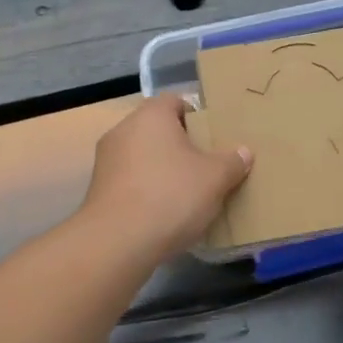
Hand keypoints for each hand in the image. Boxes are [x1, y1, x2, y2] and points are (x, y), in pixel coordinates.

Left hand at [79, 95, 251, 262]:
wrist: (118, 242)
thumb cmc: (171, 196)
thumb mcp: (215, 179)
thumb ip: (232, 162)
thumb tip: (243, 152)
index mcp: (151, 115)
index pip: (176, 101)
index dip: (198, 116)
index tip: (216, 136)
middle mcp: (123, 129)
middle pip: (159, 130)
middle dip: (182, 145)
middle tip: (208, 164)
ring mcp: (106, 160)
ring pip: (144, 156)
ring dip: (164, 169)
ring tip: (190, 191)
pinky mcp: (99, 189)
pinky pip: (132, 180)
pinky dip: (148, 190)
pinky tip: (165, 211)